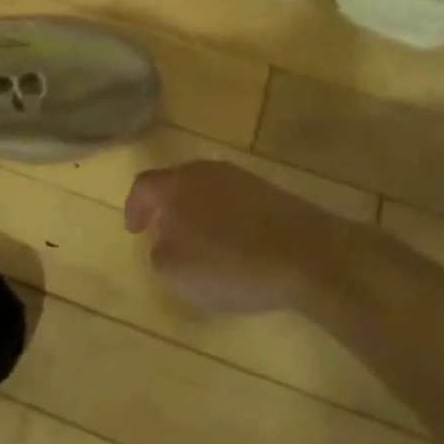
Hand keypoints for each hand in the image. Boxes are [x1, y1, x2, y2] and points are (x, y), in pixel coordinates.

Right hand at [125, 161, 352, 314]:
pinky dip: (226, 221)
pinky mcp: (272, 193)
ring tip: (201, 244)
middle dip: (166, 208)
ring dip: (198, 214)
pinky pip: (235, 203)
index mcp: (175, 184)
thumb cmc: (230, 263)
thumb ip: (158, 254)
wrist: (308, 256)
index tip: (134, 230)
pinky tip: (236, 247)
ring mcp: (242, 179)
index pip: (143, 186)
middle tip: (163, 234)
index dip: (134, 207)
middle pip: (176, 183)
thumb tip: (165, 243)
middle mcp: (205, 171)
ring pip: (207, 191)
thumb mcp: (175, 272)